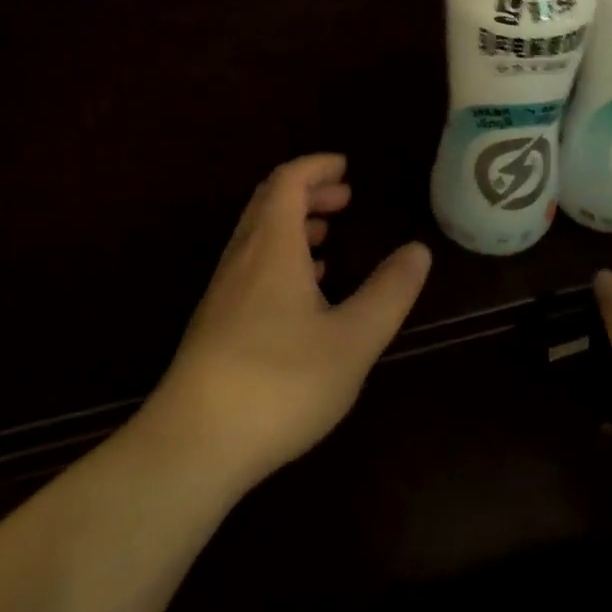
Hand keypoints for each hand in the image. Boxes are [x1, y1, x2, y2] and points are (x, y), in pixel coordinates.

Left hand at [141, 154, 432, 495]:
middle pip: (269, 201)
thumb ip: (388, 292)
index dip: (317, 167)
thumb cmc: (280, 382)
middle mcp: (243, 256)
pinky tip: (299, 290)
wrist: (193, 444)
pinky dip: (278, 256)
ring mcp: (223, 290)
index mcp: (272, 245)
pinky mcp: (215, 322)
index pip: (289, 181)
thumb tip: (418, 250)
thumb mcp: (352, 340)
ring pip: (257, 235)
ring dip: (292, 223)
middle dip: (308, 191)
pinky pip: (250, 265)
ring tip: (326, 236)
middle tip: (344, 197)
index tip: (346, 167)